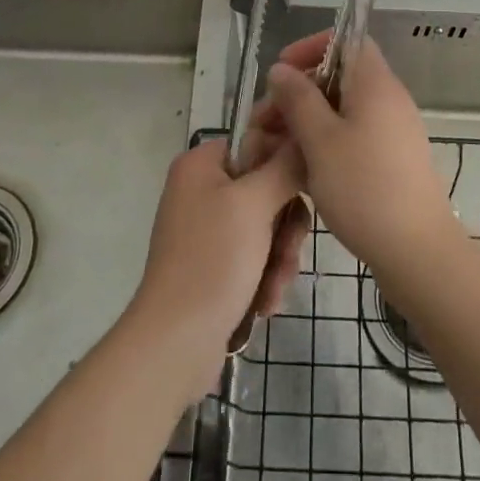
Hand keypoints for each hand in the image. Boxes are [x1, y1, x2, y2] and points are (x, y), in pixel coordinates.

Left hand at [131, 136, 308, 388]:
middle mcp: (201, 190)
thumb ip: (285, 166)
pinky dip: (265, 276)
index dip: (284, 163)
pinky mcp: (212, 265)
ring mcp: (206, 230)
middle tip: (289, 251)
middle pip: (266, 188)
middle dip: (285, 225)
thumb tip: (304, 137)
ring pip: (266, 226)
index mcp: (201, 165)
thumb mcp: (255, 204)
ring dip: (279, 257)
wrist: (175, 344)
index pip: (255, 141)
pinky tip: (265, 302)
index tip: (304, 188)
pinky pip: (254, 256)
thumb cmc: (213, 259)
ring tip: (275, 286)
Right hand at [264, 33, 460, 280]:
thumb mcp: (320, 140)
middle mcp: (388, 99)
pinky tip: (300, 170)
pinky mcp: (391, 160)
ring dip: (306, 122)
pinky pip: (352, 136)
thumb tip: (281, 69)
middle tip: (264, 122)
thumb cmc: (364, 187)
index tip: (281, 72)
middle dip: (297, 93)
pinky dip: (324, 143)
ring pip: (341, 111)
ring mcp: (392, 131)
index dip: (311, 47)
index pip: (347, 40)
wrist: (418, 252)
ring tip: (273, 150)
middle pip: (338, 77)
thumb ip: (298, 98)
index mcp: (375, 83)